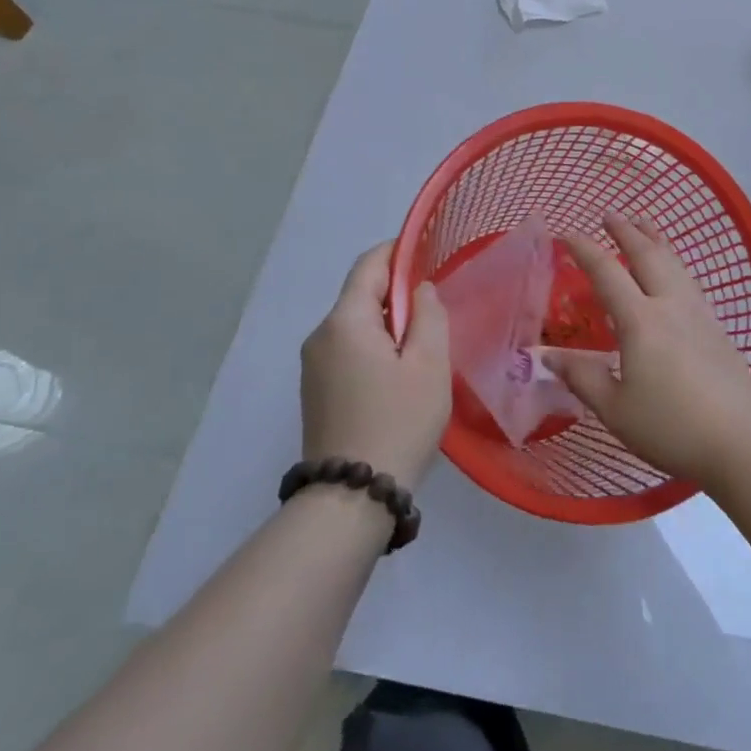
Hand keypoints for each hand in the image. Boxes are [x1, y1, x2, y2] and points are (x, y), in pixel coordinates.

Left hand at [300, 243, 451, 491]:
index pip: (369, 265)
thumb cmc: (398, 422)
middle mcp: (320, 336)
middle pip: (362, 295)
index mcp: (345, 321)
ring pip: (356, 325)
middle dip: (399, 295)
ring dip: (389, 325)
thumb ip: (429, 315)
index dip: (399, 252)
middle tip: (437, 315)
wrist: (351, 498)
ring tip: (423, 352)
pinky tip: (399, 378)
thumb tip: (419, 290)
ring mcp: (313, 366)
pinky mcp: (315, 391)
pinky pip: (348, 351)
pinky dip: (375, 349)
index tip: (430, 254)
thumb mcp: (429, 364)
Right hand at [546, 215, 750, 487]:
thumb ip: (581, 377)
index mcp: (641, 321)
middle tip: (610, 215)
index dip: (585, 250)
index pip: (607, 272)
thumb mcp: (615, 408)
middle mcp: (671, 306)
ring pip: (675, 264)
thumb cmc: (671, 426)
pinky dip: (675, 264)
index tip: (566, 234)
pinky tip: (676, 274)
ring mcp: (699, 314)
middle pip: (648, 255)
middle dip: (627, 231)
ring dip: (656, 240)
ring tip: (645, 226)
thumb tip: (546, 356)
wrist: (739, 442)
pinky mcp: (718, 329)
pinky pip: (690, 282)